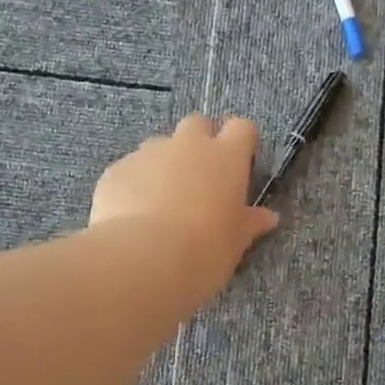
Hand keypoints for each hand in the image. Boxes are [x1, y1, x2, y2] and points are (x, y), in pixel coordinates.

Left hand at [90, 114, 279, 301]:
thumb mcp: (235, 243)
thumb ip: (249, 223)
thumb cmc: (204, 251)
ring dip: (164, 165)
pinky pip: (130, 170)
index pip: (242, 128)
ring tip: (161, 203)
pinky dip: (135, 185)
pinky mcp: (116, 170)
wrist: (142, 260)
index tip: (240, 164)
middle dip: (199, 142)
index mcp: (226, 157)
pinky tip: (132, 216)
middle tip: (199, 179)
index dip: (241, 142)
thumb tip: (268, 217)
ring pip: (159, 146)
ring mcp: (148, 154)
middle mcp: (187, 145)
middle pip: (197, 124)